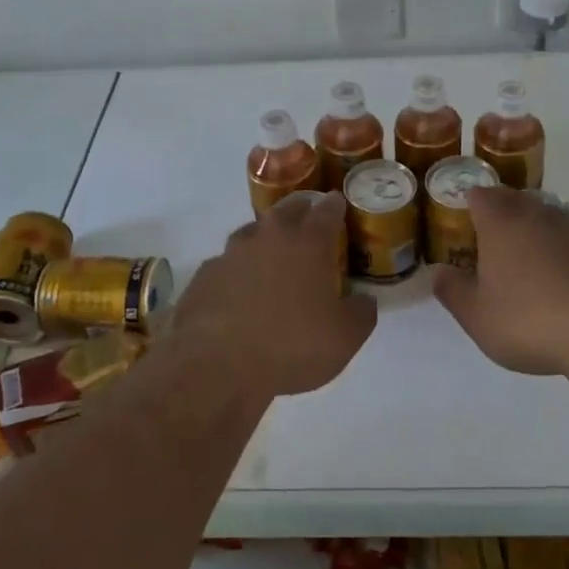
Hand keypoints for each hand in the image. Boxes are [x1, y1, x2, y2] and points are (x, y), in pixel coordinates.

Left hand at [177, 191, 376, 398]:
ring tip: (273, 258)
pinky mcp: (205, 274)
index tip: (339, 204)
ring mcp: (231, 253)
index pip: (327, 210)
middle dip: (301, 212)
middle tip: (309, 224)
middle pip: (288, 210)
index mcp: (308, 243)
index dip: (335, 206)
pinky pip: (227, 264)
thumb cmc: (290, 345)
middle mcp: (269, 236)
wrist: (216, 364)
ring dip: (266, 240)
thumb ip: (361, 313)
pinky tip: (238, 291)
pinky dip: (237, 271)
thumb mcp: (344, 338)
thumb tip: (364, 300)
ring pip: (253, 233)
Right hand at [433, 187, 568, 378]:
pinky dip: (565, 251)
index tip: (463, 215)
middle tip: (492, 235)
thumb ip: (453, 292)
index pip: (481, 195)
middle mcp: (538, 216)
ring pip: (549, 216)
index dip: (470, 201)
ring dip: (536, 229)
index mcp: (501, 224)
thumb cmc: (530, 320)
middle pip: (516, 199)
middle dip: (502, 210)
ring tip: (528, 256)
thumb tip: (437, 272)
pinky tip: (565, 279)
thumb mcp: (477, 317)